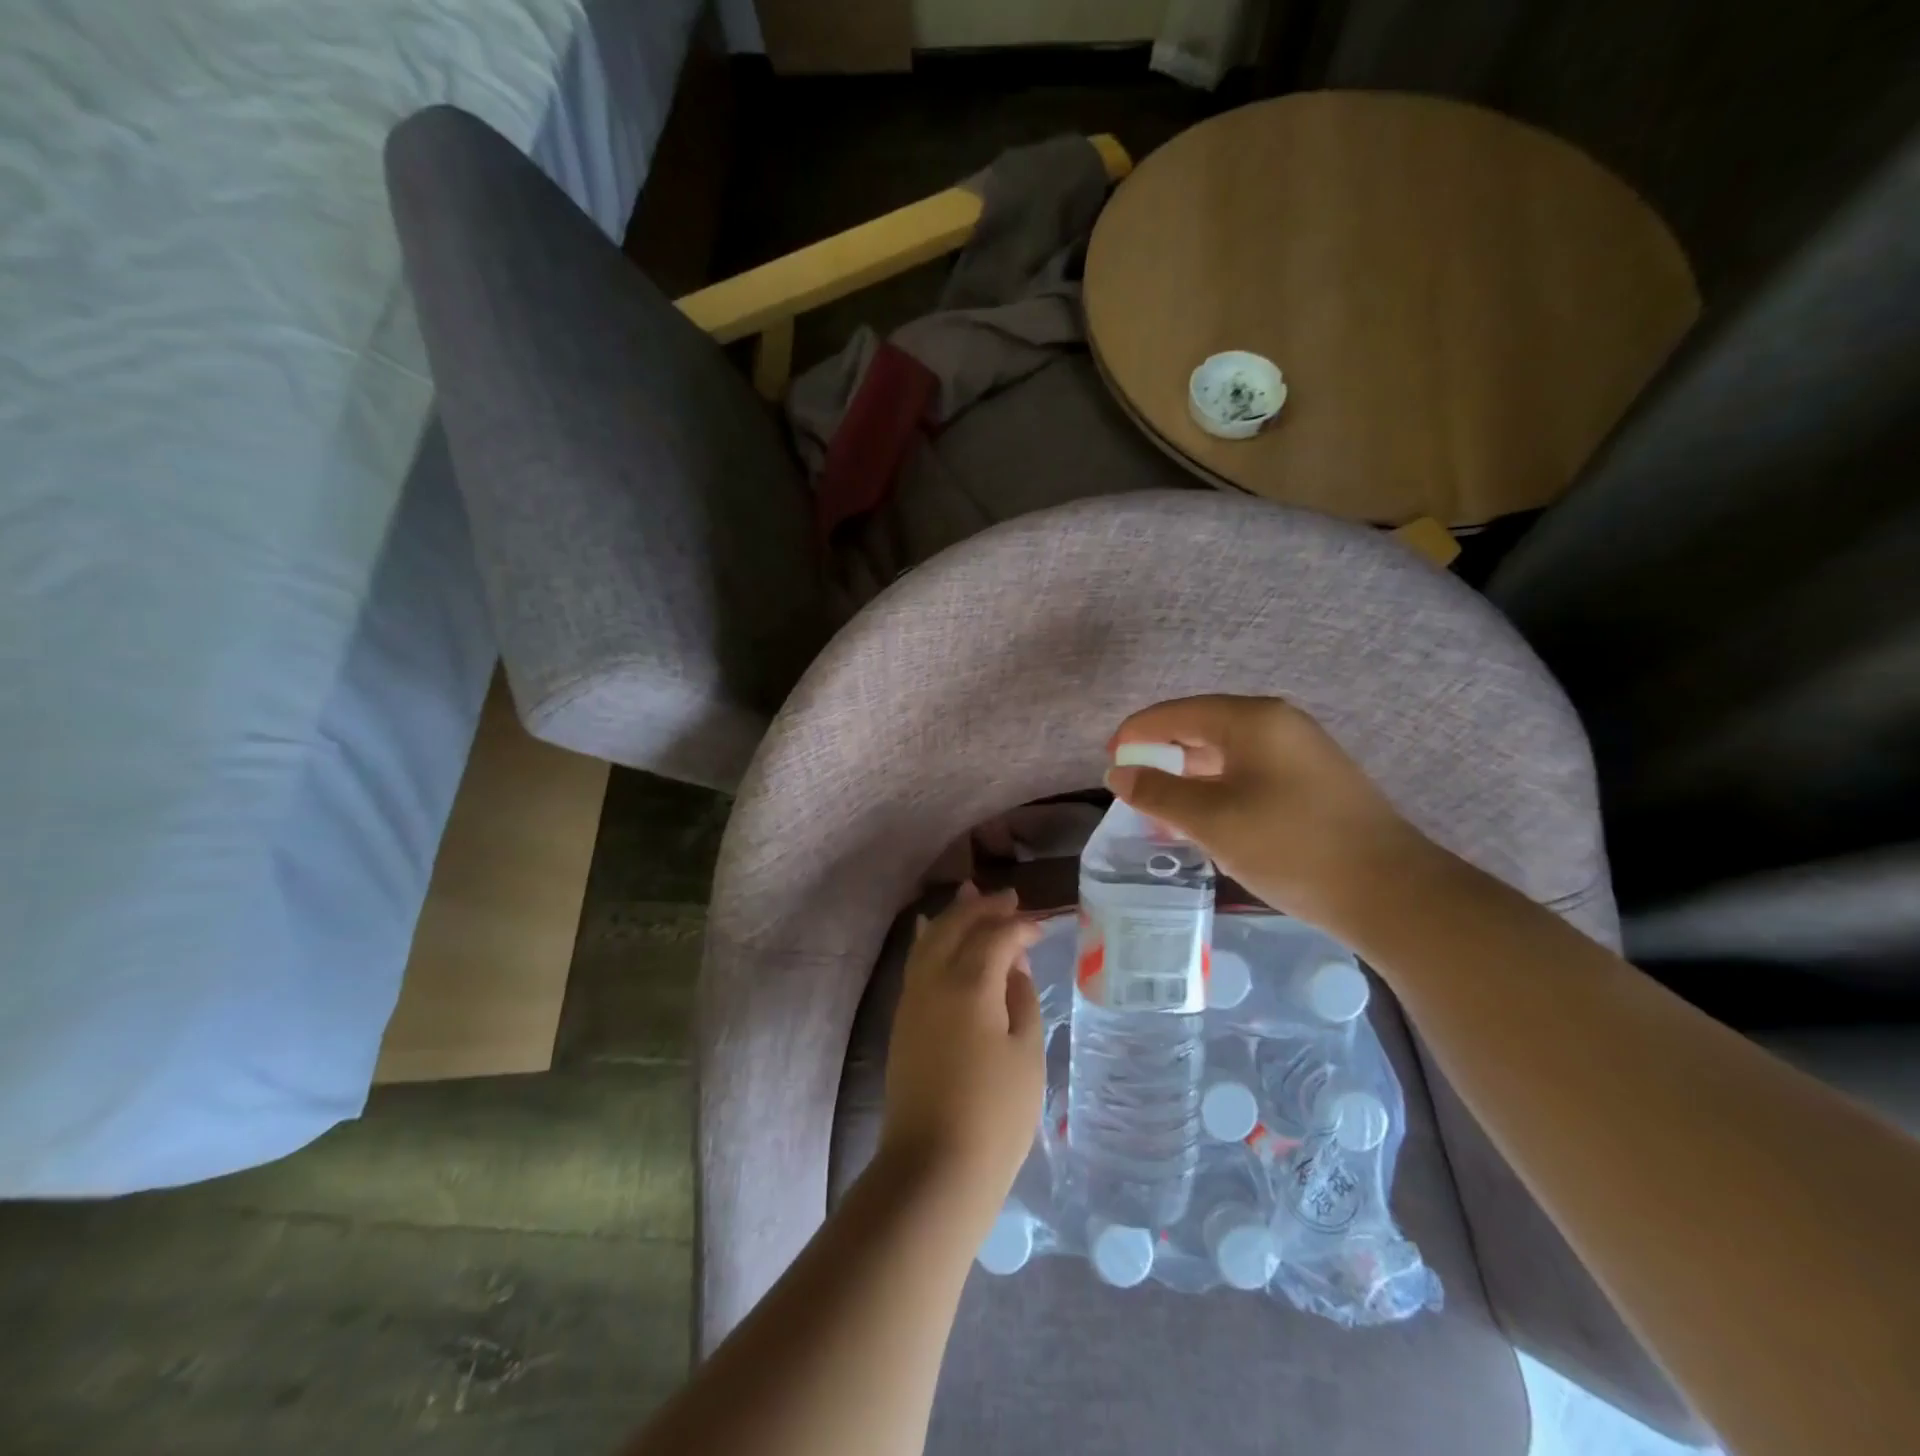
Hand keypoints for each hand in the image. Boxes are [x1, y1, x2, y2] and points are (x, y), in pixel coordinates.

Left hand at [881, 884, 1045, 1225]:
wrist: (934, 1166)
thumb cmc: (994, 1114)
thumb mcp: (1025, 1054)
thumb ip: (1021, 1000)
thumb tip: (1013, 966)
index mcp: (969, 984)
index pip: (996, 937)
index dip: (1020, 926)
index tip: (1041, 925)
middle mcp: (934, 980)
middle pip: (956, 926)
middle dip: (983, 907)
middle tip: (1009, 898)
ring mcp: (912, 999)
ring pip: (930, 938)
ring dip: (954, 916)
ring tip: (973, 897)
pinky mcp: (902, 1019)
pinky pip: (916, 961)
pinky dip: (931, 939)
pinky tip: (935, 934)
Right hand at [1106, 695, 1435, 929]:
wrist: (1390, 892)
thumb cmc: (1291, 847)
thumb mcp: (1212, 821)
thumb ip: (1158, 793)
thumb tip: (1117, 772)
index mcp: (1253, 720)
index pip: (1177, 713)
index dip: (1137, 733)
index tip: (1109, 760)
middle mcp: (1278, 723)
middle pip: (1203, 726)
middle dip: (1163, 752)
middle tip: (1132, 784)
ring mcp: (1301, 750)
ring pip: (1227, 751)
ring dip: (1190, 773)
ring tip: (1162, 804)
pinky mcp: (1314, 779)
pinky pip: (1250, 770)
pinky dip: (1219, 786)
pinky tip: (1207, 815)